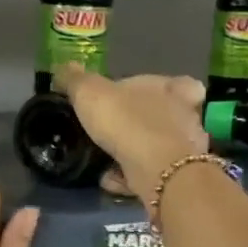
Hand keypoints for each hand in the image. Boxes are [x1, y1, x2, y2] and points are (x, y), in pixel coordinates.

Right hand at [53, 65, 208, 204]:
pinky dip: (131, 176)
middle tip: (113, 132)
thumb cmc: (127, 122)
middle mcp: (184, 117)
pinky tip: (110, 179)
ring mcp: (184, 149)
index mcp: (171, 89)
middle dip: (142, 124)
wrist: (156, 170)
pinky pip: (150, 174)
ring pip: (157, 148)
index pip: (174, 82)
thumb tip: (63, 68)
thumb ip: (76, 81)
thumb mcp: (90, 93)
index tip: (135, 98)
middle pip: (165, 116)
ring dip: (133, 154)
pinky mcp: (177, 177)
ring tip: (105, 159)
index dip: (158, 88)